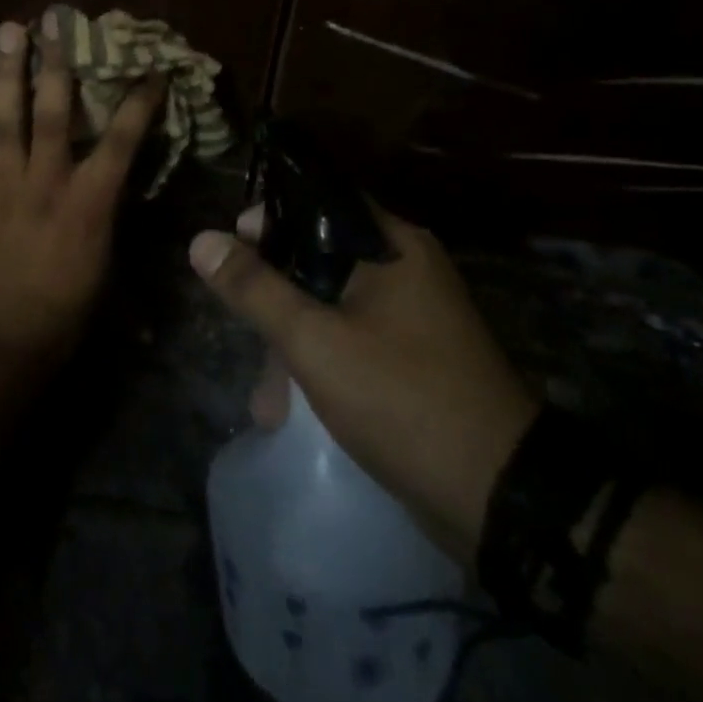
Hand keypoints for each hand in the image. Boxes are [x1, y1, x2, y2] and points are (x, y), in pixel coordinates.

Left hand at [0, 14, 164, 378]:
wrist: (2, 344)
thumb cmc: (65, 310)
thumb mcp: (102, 260)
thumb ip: (99, 213)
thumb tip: (102, 184)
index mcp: (87, 200)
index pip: (122, 139)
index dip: (139, 101)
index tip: (151, 68)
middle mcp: (44, 181)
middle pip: (52, 112)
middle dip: (53, 64)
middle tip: (48, 21)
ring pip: (1, 121)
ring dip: (2, 76)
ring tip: (1, 35)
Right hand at [190, 202, 535, 555]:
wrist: (500, 497)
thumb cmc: (402, 398)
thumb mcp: (315, 340)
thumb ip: (255, 288)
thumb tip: (202, 240)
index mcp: (393, 246)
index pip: (318, 204)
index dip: (269, 221)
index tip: (230, 250)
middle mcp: (407, 270)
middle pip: (320, 259)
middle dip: (275, 297)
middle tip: (243, 329)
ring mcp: (415, 318)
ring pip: (332, 306)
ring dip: (293, 342)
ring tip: (266, 397)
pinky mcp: (415, 360)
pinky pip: (353, 342)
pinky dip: (321, 363)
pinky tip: (291, 408)